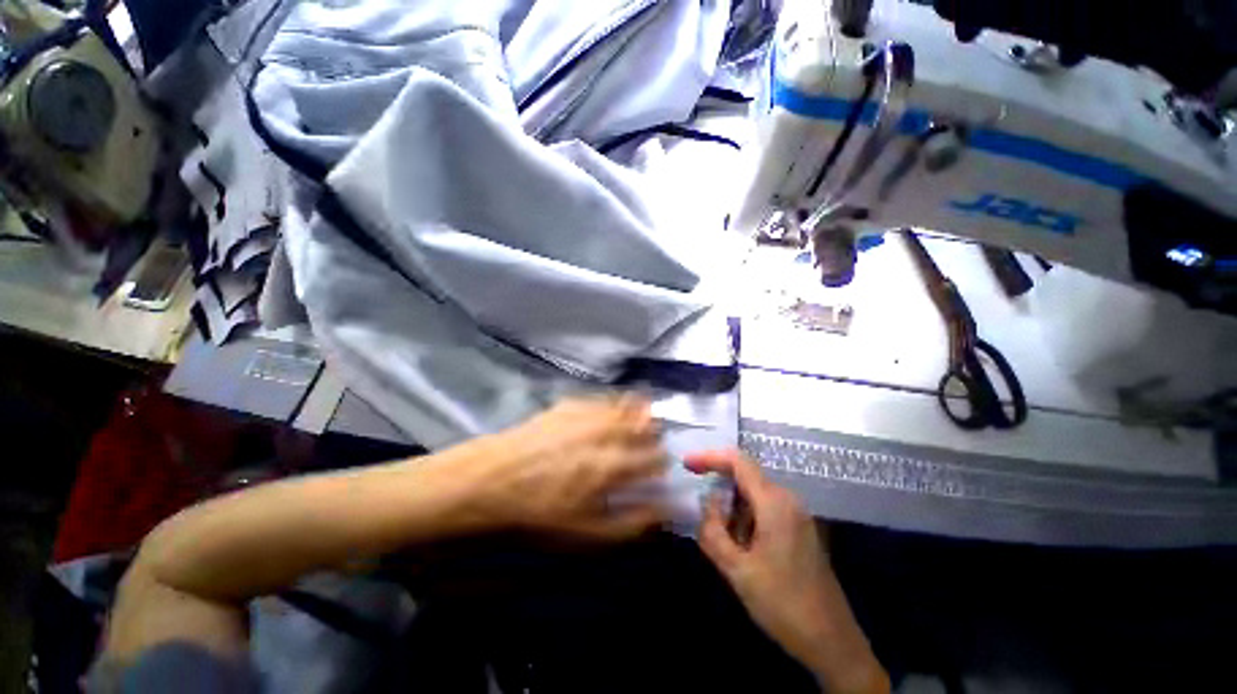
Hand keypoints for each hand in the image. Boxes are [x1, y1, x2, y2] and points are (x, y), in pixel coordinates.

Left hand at [464, 396, 667, 540]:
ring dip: (638, 413)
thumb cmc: (538, 514)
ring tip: (638, 420)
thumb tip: (666, 510)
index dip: (662, 462)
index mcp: (613, 464)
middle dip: (654, 434)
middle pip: (645, 424)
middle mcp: (606, 432)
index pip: (655, 456)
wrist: (488, 481)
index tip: (659, 469)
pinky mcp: (568, 404)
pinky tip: (609, 411)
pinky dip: (613, 403)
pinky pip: (602, 398)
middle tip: (650, 444)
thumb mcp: (588, 534)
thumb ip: (633, 522)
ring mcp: (587, 414)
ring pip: (626, 405)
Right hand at [687, 451, 888, 693]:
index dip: (710, 457)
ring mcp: (797, 513)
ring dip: (733, 509)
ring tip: (723, 542)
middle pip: (745, 477)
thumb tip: (707, 502)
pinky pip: (765, 509)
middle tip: (702, 513)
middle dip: (720, 490)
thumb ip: (713, 530)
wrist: (832, 642)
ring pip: (754, 495)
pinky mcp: (800, 528)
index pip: (738, 462)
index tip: (687, 464)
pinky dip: (746, 518)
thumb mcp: (737, 569)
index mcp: (774, 503)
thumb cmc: (782, 603)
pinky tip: (742, 549)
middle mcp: (788, 499)